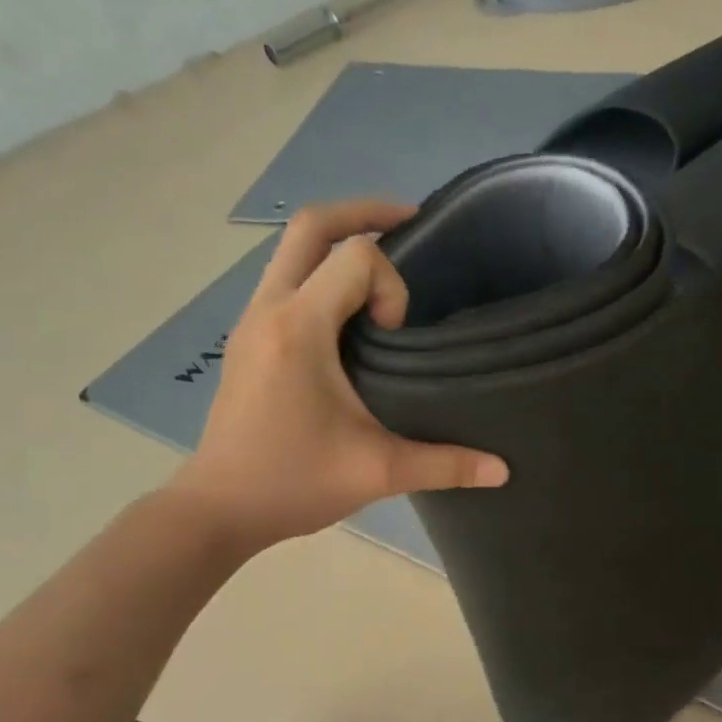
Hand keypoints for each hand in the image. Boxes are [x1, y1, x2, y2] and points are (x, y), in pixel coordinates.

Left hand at [170, 201, 507, 551]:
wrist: (218, 508)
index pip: (354, 256)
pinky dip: (322, 273)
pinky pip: (287, 279)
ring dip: (340, 244)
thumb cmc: (293, 482)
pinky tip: (352, 314)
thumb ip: (446, 465)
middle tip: (412, 223)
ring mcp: (252, 321)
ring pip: (292, 249)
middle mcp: (269, 309)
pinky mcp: (249, 339)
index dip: (392, 285)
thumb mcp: (378, 472)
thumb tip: (503, 471)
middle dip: (364, 213)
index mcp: (299, 328)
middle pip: (311, 226)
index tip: (398, 336)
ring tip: (387, 268)